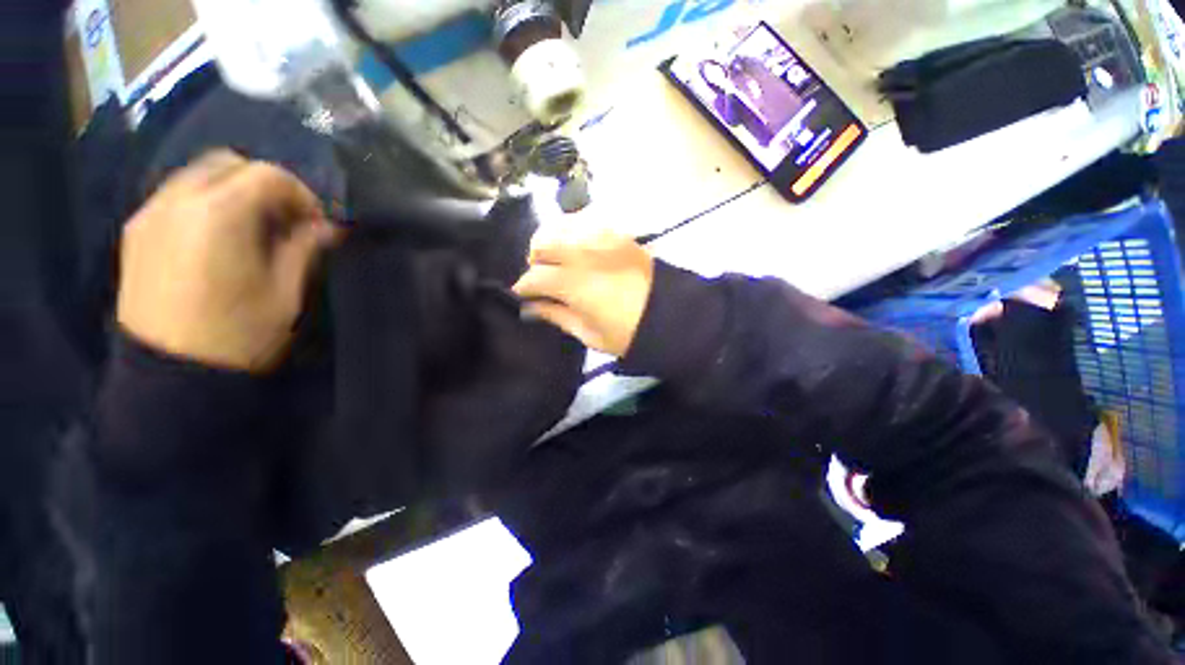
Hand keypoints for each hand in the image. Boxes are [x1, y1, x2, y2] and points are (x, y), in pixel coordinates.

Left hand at [117, 150, 338, 372]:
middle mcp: (178, 201)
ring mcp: (150, 213)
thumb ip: (305, 249)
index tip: (316, 224)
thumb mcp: (286, 293)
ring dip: (233, 191)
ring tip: (253, 229)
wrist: (170, 374)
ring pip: (199, 175)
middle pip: (228, 163)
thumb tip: (328, 227)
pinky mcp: (136, 231)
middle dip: (265, 184)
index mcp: (219, 214)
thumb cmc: (238, 335)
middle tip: (285, 220)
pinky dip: (205, 202)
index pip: (268, 175)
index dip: (301, 195)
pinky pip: (176, 196)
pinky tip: (218, 236)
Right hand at [512, 229, 653, 356]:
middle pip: (541, 243)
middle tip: (542, 279)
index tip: (522, 296)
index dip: (522, 287)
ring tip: (557, 261)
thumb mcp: (589, 334)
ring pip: (560, 226)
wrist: (669, 313)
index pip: (533, 277)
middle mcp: (583, 254)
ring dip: (550, 242)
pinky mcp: (615, 232)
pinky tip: (576, 249)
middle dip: (534, 261)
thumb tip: (530, 307)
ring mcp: (601, 238)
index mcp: (575, 284)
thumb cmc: (627, 333)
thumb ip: (555, 316)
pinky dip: (571, 232)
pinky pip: (583, 222)